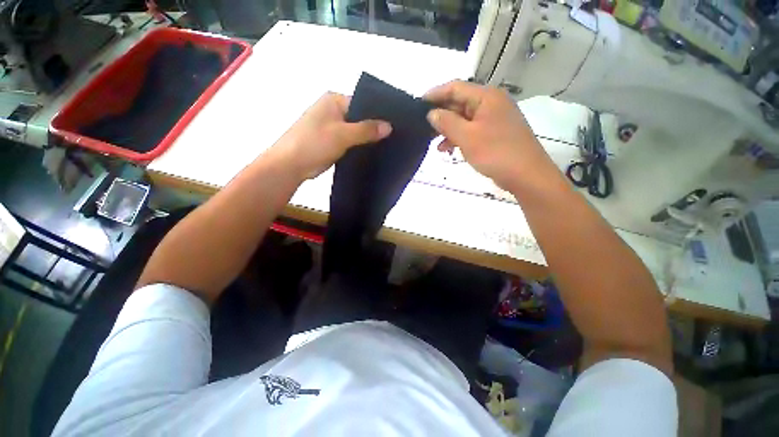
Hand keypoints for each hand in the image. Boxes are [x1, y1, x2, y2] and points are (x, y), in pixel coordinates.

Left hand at [269, 92, 391, 179]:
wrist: (291, 165)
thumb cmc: (314, 143)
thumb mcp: (342, 135)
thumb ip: (366, 130)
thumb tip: (388, 126)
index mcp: (333, 101)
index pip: (362, 103)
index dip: (378, 114)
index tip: (394, 124)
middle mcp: (332, 110)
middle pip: (359, 117)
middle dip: (373, 127)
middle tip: (393, 136)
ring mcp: (331, 127)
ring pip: (355, 131)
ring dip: (366, 138)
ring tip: (387, 145)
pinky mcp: (330, 142)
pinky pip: (349, 141)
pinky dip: (358, 146)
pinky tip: (372, 152)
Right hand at [424, 81, 557, 191]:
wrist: (526, 175)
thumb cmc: (496, 153)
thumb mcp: (467, 137)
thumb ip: (447, 122)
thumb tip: (431, 113)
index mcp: (486, 97)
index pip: (455, 88)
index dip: (435, 94)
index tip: (417, 105)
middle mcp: (491, 103)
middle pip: (460, 103)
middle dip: (441, 115)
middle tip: (423, 127)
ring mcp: (494, 119)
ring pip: (464, 119)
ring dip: (448, 129)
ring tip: (433, 142)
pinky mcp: (495, 133)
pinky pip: (472, 130)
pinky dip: (459, 137)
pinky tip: (448, 149)